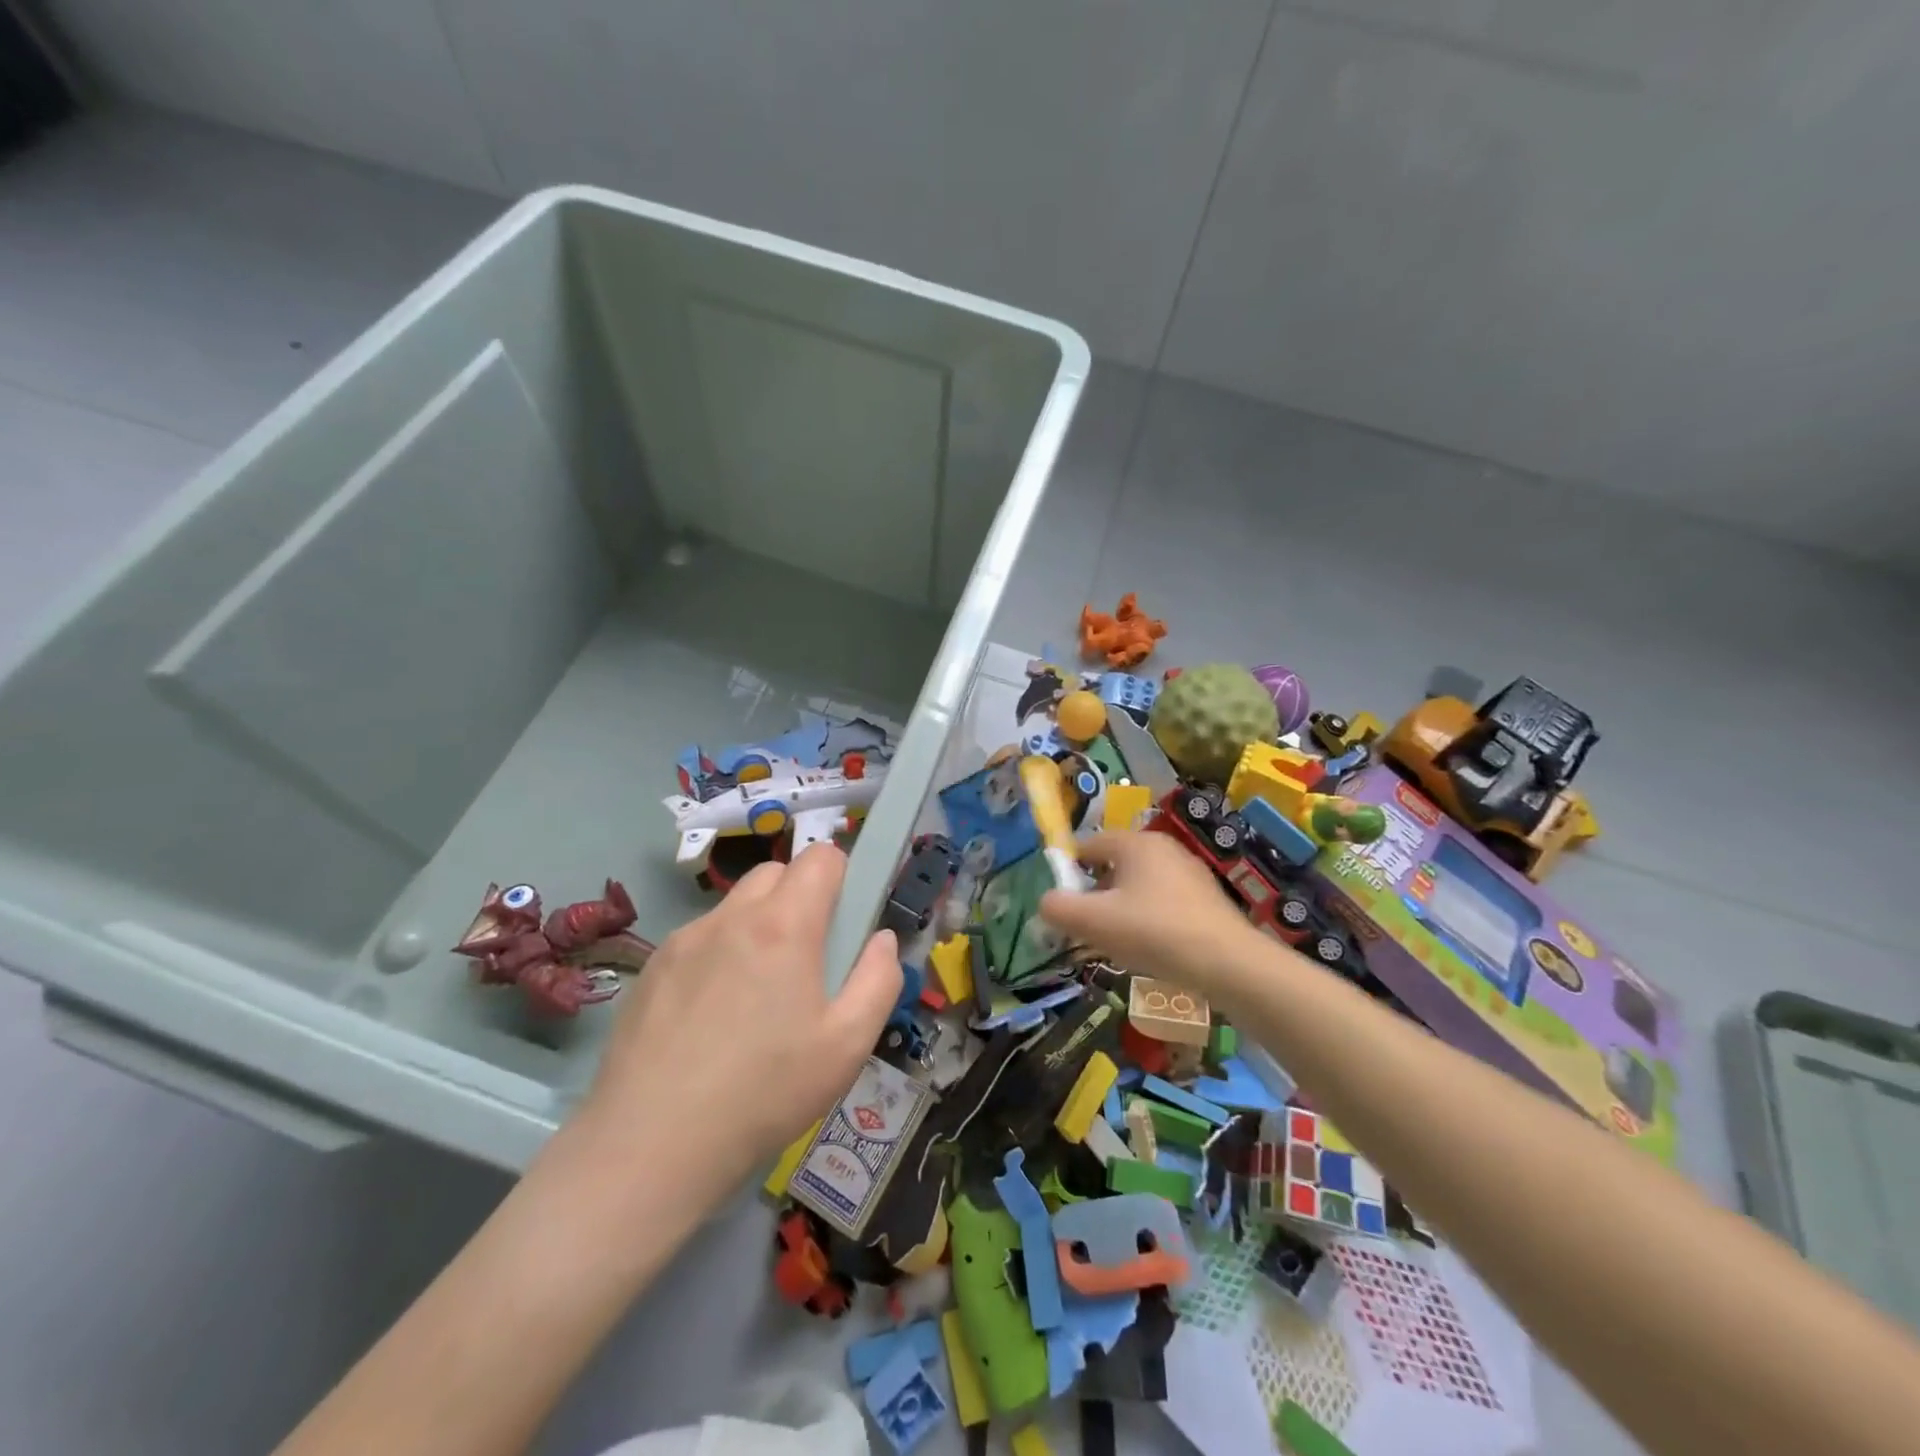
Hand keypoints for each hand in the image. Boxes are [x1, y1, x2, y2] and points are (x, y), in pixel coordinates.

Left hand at [581, 845, 902, 1201]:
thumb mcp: (848, 1045)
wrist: (650, 1146)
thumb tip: (882, 939)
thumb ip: (879, 980)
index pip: (821, 856)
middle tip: (806, 960)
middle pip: (776, 872)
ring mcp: (684, 939)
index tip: (843, 923)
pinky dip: (718, 954)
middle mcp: (731, 916)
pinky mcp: (651, 967)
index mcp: (784, 924)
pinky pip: (700, 938)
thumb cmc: (764, 1092)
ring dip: (758, 926)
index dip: (842, 878)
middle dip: (800, 897)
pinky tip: (711, 1018)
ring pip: (735, 905)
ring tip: (756, 997)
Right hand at [1038, 830, 1259, 995]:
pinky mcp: (1207, 899)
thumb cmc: (1153, 932)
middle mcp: (1164, 848)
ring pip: (1139, 885)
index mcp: (1136, 843)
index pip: (1088, 845)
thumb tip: (1046, 902)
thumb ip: (1059, 908)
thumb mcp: (1094, 921)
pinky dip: (1149, 919)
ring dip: (1122, 909)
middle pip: (1114, 865)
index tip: (1063, 903)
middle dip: (1096, 894)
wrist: (1228, 963)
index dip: (1068, 872)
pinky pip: (1164, 902)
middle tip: (1087, 926)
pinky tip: (1151, 948)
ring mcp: (1190, 872)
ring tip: (1117, 942)